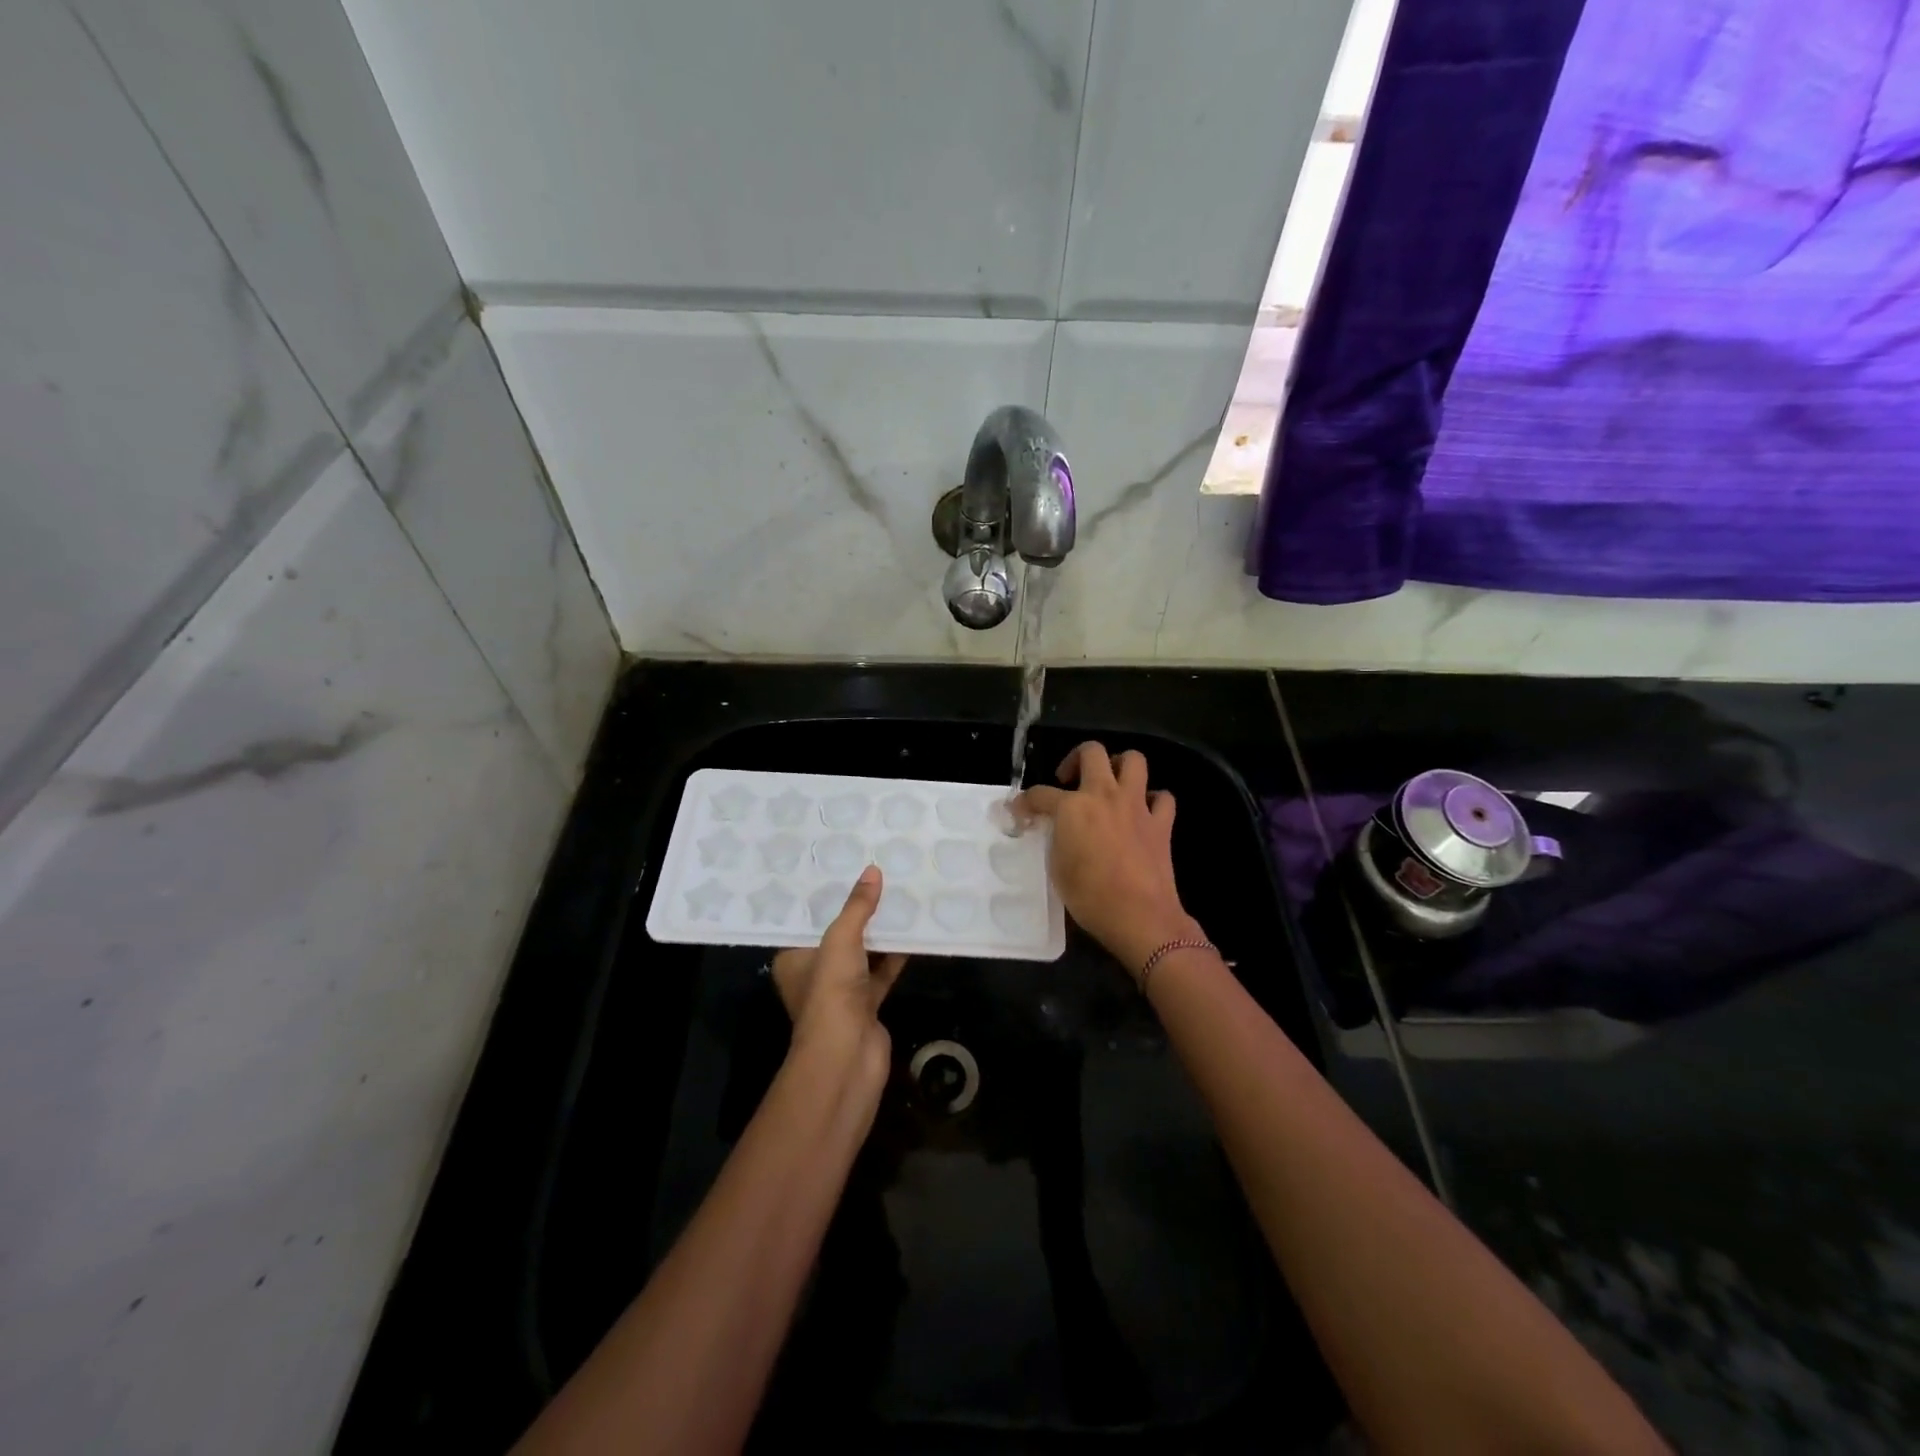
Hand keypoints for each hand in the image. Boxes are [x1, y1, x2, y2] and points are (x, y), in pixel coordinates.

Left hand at [770, 866, 907, 1084]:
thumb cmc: (831, 992)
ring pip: (863, 953)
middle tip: (877, 877)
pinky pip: (882, 971)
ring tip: (899, 895)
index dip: (825, 898)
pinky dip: (895, 955)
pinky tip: (913, 930)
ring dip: (880, 932)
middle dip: (857, 911)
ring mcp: (841, 991)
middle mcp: (814, 973)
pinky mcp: (866, 1004)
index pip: (807, 921)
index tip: (844, 869)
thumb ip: (858, 906)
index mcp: (793, 958)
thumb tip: (873, 870)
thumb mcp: (840, 939)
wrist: (847, 1056)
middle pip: (838, 935)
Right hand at [1015, 742, 1201, 971]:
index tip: (1020, 812)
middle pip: (1091, 752)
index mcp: (1072, 807)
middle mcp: (1104, 795)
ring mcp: (1136, 805)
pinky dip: (1153, 800)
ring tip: (1109, 785)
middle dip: (1076, 759)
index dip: (1025, 802)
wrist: (1139, 916)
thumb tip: (1059, 830)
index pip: (1040, 794)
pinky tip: (1142, 813)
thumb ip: (1056, 839)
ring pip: (1133, 760)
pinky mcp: (1161, 822)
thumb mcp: (1057, 867)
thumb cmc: (1090, 897)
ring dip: (1119, 766)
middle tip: (1069, 781)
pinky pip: (1162, 798)